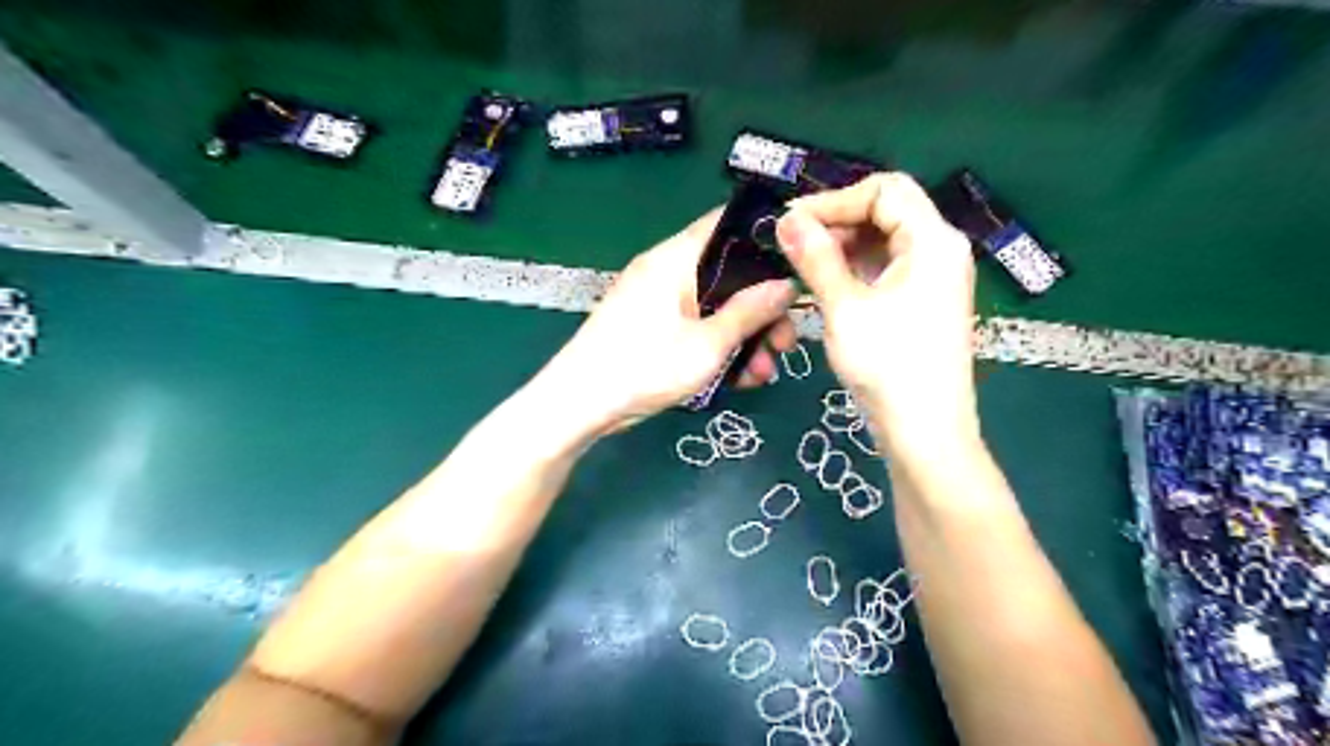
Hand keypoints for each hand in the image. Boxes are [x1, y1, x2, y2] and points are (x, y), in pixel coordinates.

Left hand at [533, 208, 798, 430]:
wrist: (578, 405)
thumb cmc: (643, 367)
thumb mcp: (707, 345)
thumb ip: (749, 312)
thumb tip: (786, 284)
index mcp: (675, 259)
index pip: (726, 224)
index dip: (765, 239)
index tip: (798, 268)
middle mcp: (666, 271)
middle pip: (728, 275)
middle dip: (761, 310)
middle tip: (786, 344)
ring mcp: (657, 301)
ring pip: (715, 307)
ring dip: (744, 337)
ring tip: (763, 374)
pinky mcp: (652, 327)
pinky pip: (696, 326)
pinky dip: (718, 347)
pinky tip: (738, 379)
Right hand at [776, 173, 980, 455]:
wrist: (925, 431)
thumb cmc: (888, 366)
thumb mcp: (845, 307)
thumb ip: (816, 257)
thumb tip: (786, 218)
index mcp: (933, 241)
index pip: (884, 190)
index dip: (835, 199)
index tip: (791, 221)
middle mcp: (941, 250)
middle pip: (887, 210)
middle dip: (837, 220)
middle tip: (792, 243)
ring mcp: (935, 277)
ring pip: (884, 240)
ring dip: (843, 245)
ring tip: (803, 264)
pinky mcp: (924, 301)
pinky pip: (887, 267)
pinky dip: (856, 268)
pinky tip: (826, 284)